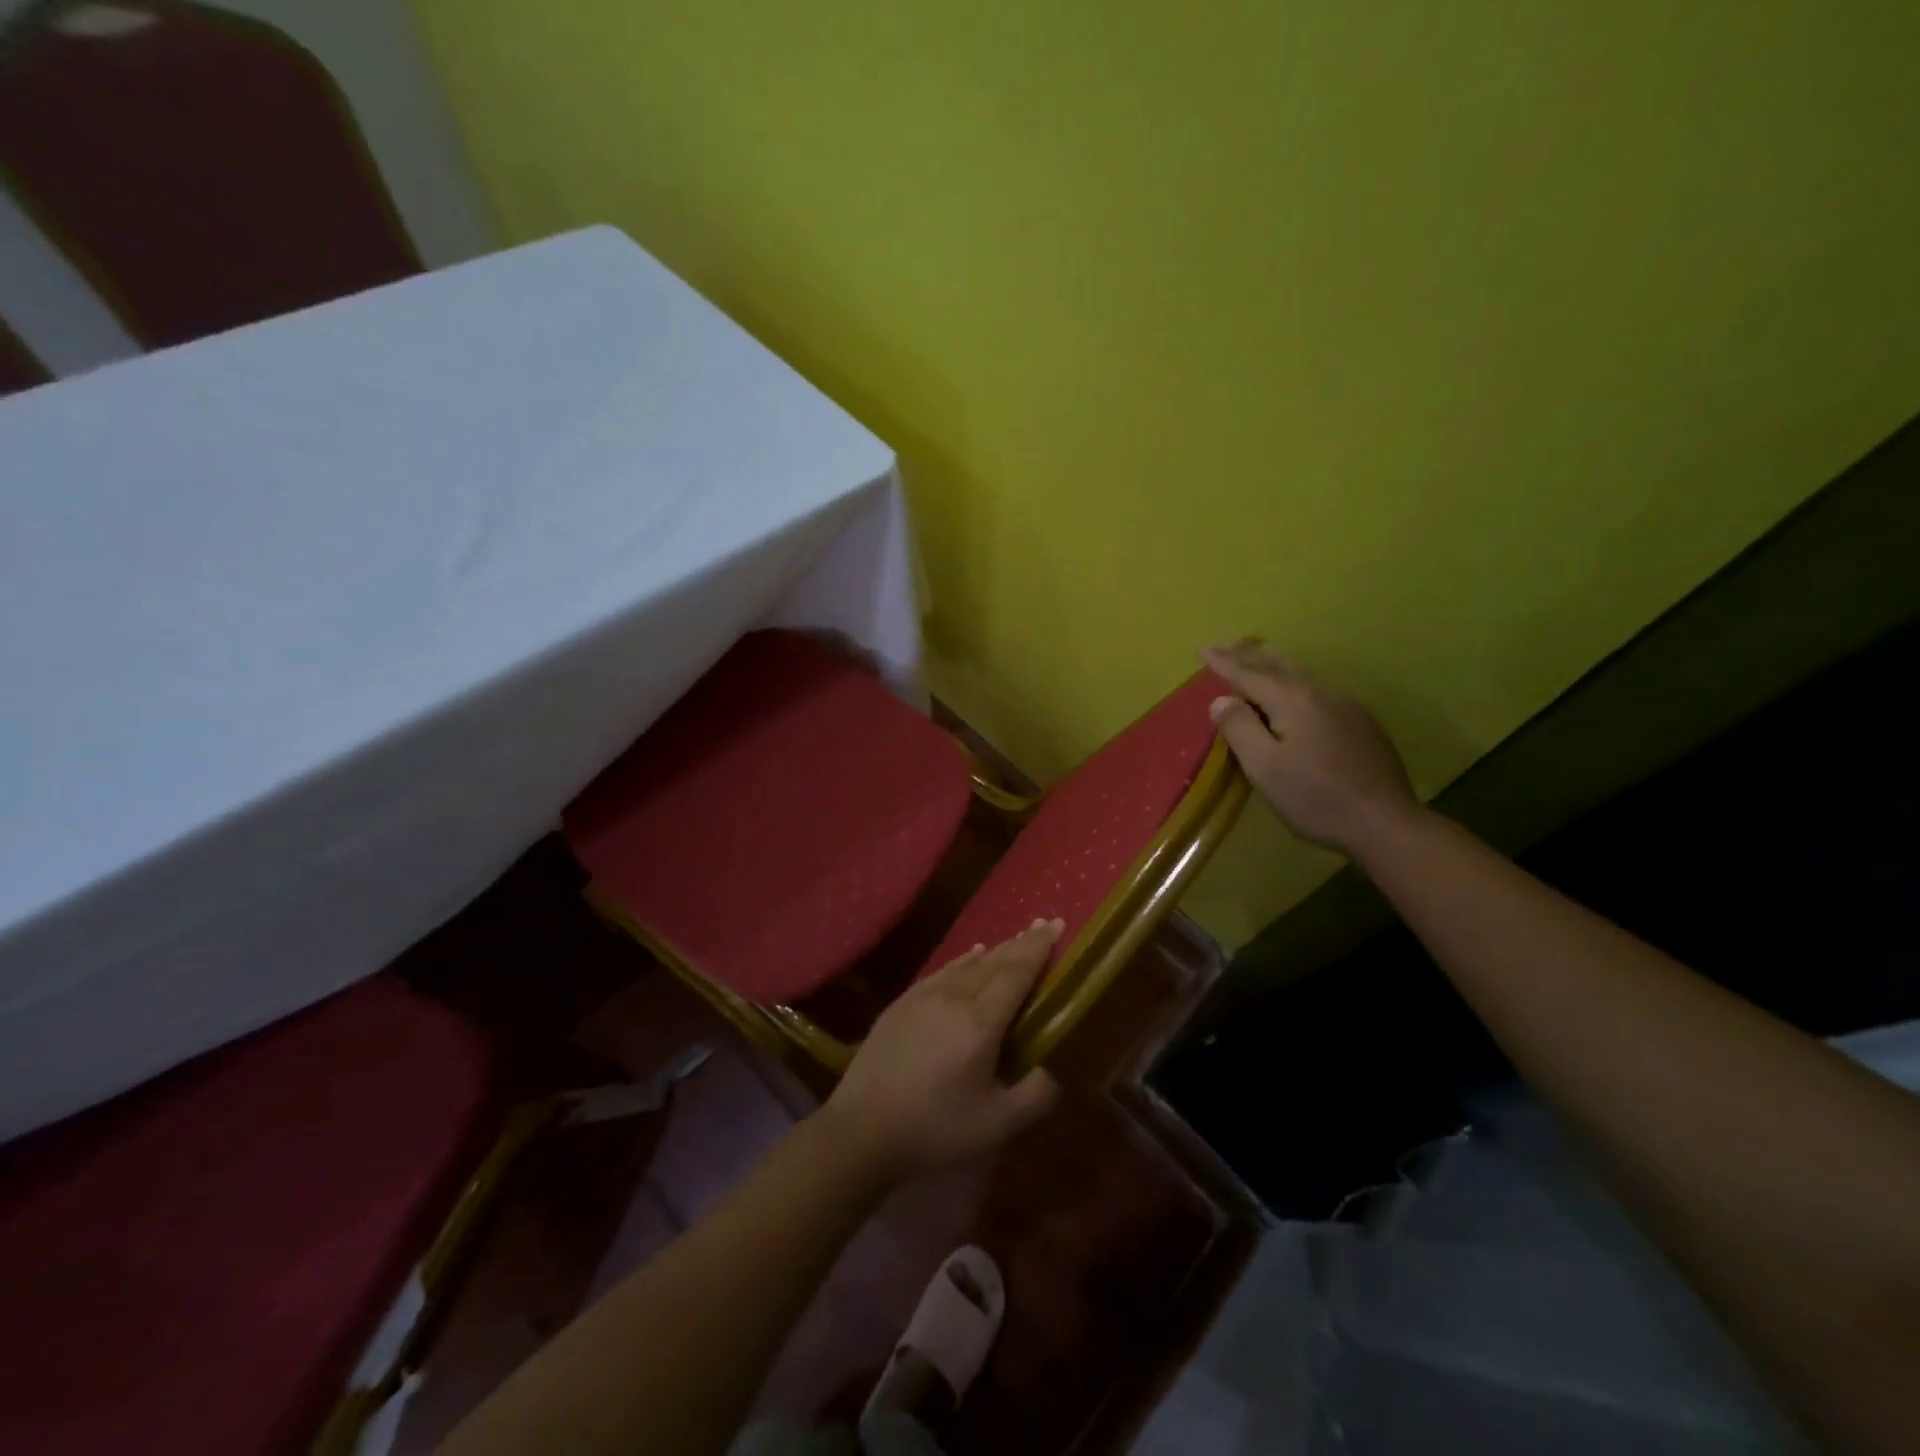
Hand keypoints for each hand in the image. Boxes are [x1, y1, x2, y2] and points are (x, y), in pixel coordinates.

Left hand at [820, 920, 1064, 1180]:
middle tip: (1044, 925)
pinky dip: (963, 960)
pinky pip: (943, 970)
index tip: (1057, 924)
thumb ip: (1036, 1094)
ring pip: (968, 963)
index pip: (1017, 972)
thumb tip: (1057, 1068)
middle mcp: (954, 997)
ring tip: (1015, 939)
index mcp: (981, 1021)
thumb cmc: (935, 1128)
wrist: (862, 1129)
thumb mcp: (997, 1124)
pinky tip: (971, 956)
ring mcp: (923, 996)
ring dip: (996, 949)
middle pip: (995, 961)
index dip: (1039, 948)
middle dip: (1022, 942)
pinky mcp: (902, 1003)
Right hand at [1201, 639, 1420, 855]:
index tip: (1201, 649)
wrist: (1384, 822)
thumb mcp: (1265, 767)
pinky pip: (1317, 688)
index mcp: (1292, 700)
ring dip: (1272, 661)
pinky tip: (1294, 687)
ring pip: (1300, 673)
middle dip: (1247, 654)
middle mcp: (1320, 693)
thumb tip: (1221, 700)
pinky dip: (1293, 678)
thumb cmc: (1315, 797)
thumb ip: (1240, 728)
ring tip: (1256, 653)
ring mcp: (1345, 705)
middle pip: (1276, 665)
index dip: (1223, 663)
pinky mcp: (1360, 722)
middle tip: (1224, 643)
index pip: (1248, 674)